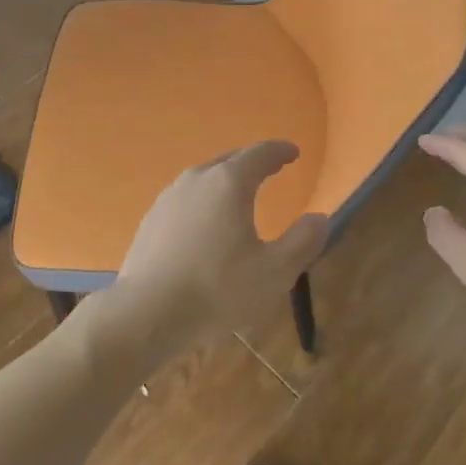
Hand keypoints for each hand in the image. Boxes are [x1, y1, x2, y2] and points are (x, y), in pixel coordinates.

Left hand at [100, 141, 327, 367]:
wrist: (146, 313)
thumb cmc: (217, 289)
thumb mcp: (274, 272)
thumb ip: (302, 242)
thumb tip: (320, 218)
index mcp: (229, 182)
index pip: (260, 154)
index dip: (280, 151)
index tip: (293, 152)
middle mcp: (198, 178)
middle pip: (231, 160)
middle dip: (253, 162)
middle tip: (271, 168)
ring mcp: (169, 197)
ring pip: (205, 177)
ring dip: (226, 180)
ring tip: (239, 195)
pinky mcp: (151, 218)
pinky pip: (186, 198)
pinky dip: (204, 201)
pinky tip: (206, 223)